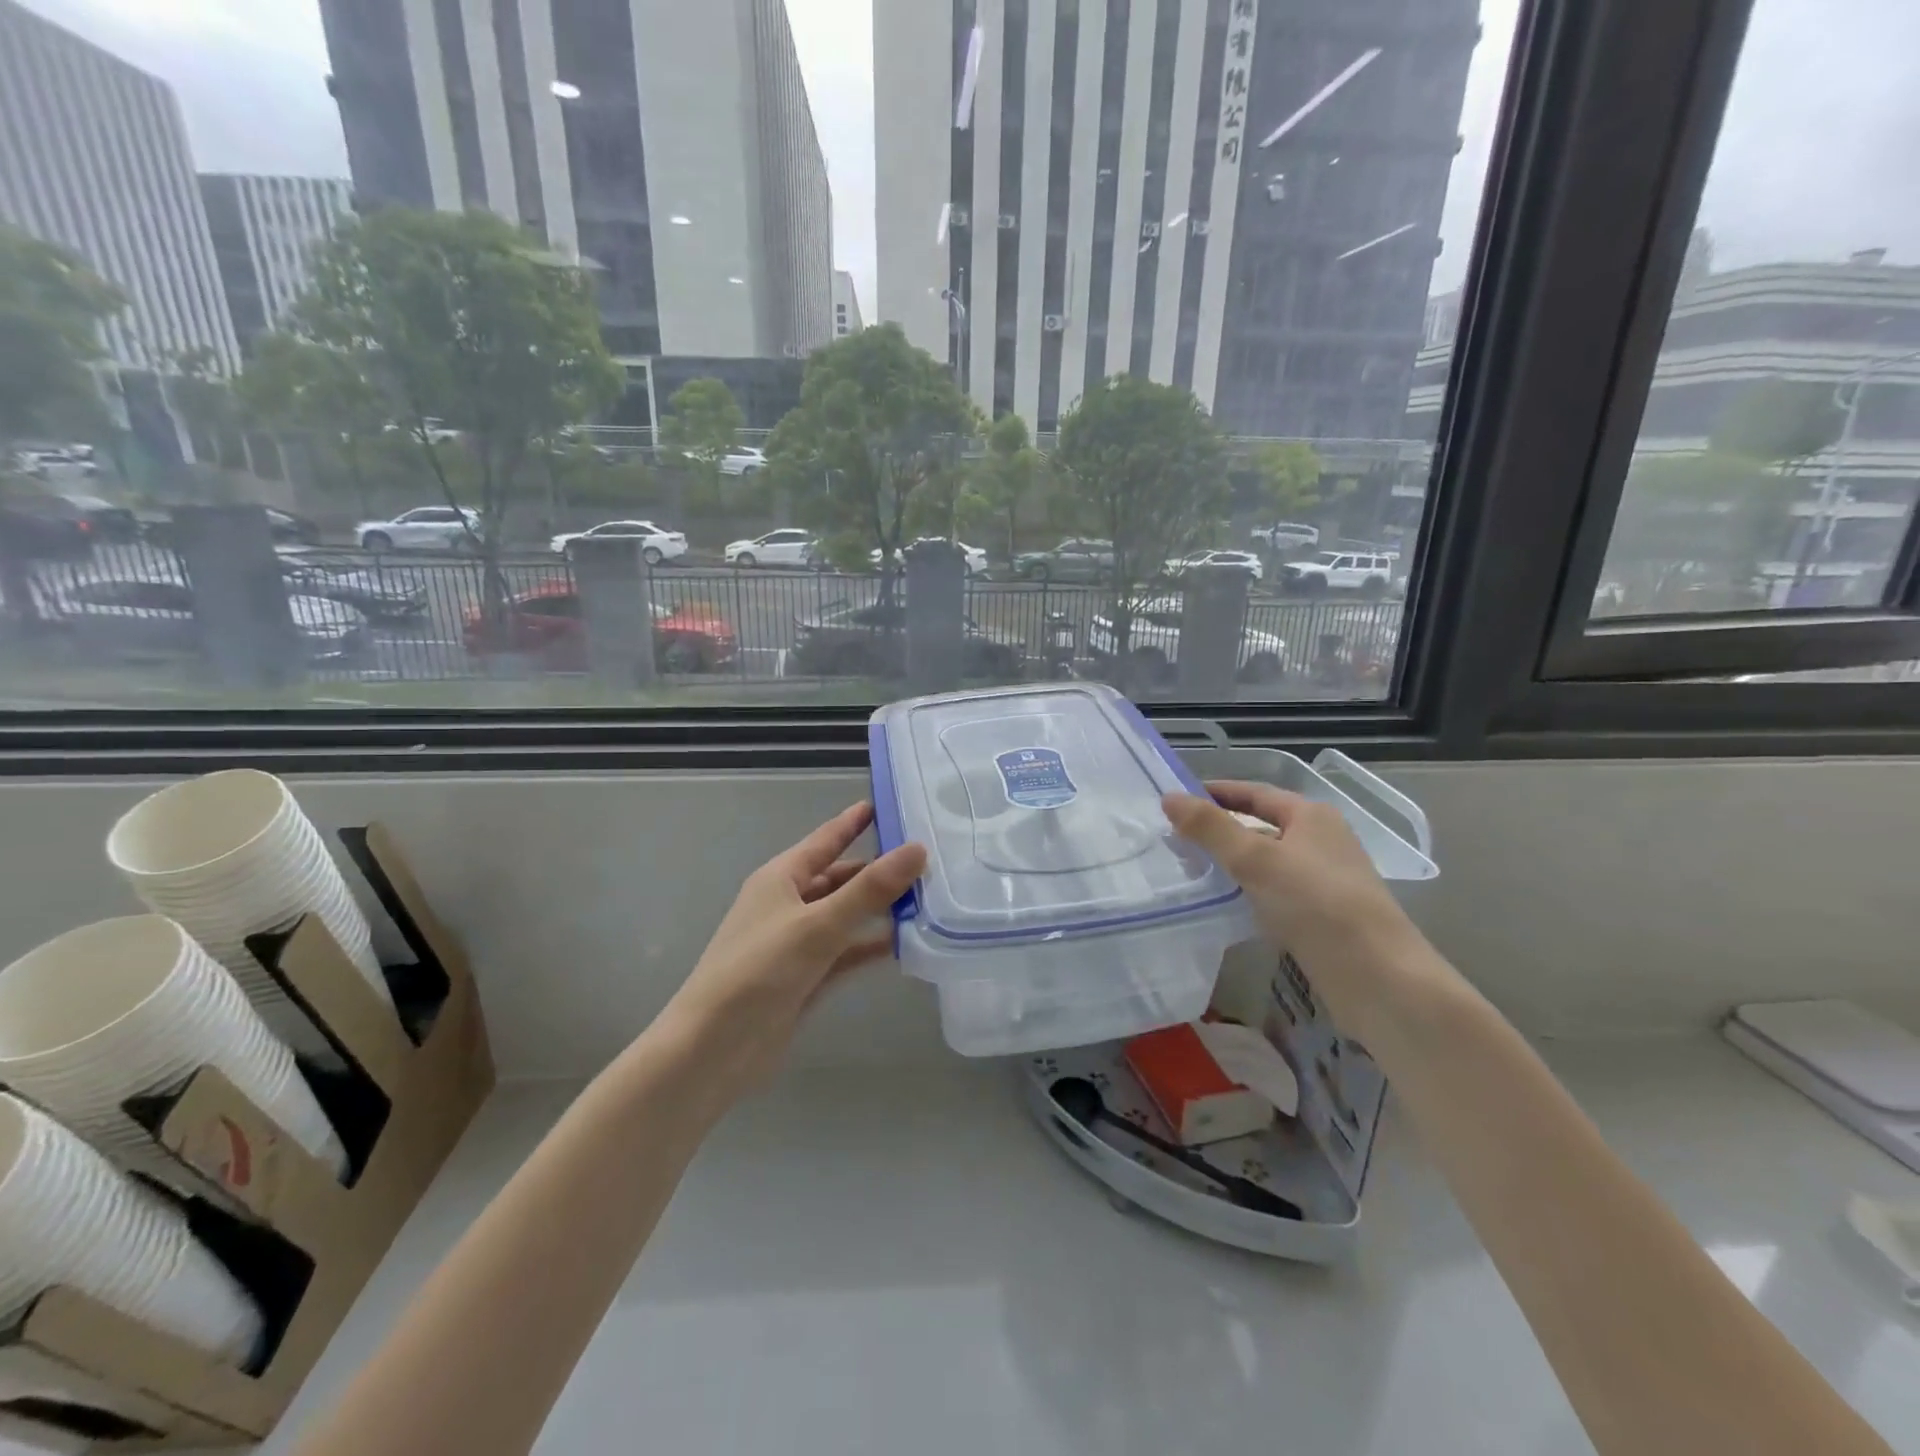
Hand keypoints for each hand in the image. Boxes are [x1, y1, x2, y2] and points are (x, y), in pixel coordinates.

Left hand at [659, 802, 926, 1099]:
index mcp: (781, 878)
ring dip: (880, 909)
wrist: (713, 1051)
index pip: (826, 839)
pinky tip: (907, 943)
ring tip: (929, 899)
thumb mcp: (818, 924)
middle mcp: (789, 904)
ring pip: (847, 916)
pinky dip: (872, 946)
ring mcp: (798, 943)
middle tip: (930, 861)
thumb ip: (869, 890)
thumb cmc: (758, 972)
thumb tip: (917, 849)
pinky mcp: (807, 978)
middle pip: (841, 878)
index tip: (890, 804)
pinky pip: (847, 952)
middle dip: (880, 870)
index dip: (856, 822)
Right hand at [1163, 781, 1436, 1041]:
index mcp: (1311, 816)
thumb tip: (1169, 797)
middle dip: (1218, 831)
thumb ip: (1210, 828)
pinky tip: (1222, 906)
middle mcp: (1321, 841)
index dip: (1215, 792)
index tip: (1176, 799)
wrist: (1377, 977)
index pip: (1254, 793)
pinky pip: (1273, 892)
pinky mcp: (1322, 915)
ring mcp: (1324, 880)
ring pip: (1266, 862)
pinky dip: (1246, 892)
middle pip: (1260, 827)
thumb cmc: (1316, 904)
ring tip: (1189, 871)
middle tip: (1174, 839)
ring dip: (1230, 864)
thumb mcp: (1256, 859)